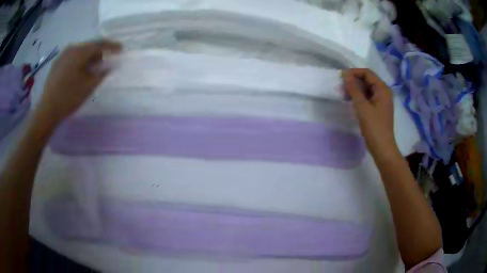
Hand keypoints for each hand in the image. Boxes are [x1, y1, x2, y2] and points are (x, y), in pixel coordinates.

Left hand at [36, 39, 120, 126]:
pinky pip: (72, 57)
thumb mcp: (89, 86)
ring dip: (89, 57)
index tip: (121, 49)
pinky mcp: (57, 63)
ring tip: (93, 67)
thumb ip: (102, 73)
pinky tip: (80, 70)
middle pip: (89, 46)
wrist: (47, 110)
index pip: (100, 44)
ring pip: (80, 52)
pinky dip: (79, 61)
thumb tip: (110, 66)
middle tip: (106, 61)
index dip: (112, 46)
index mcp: (80, 51)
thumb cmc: (69, 98)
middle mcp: (71, 48)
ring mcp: (62, 55)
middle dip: (99, 53)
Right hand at [342, 68, 399, 161]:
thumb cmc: (374, 127)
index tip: (341, 78)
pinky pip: (368, 97)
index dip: (354, 73)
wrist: (382, 148)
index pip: (367, 73)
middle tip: (341, 88)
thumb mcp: (362, 106)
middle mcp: (384, 92)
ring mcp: (382, 101)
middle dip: (354, 81)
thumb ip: (353, 89)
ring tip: (344, 95)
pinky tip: (352, 102)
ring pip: (367, 89)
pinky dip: (360, 97)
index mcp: (383, 89)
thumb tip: (345, 73)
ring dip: (356, 90)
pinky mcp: (379, 109)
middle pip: (368, 80)